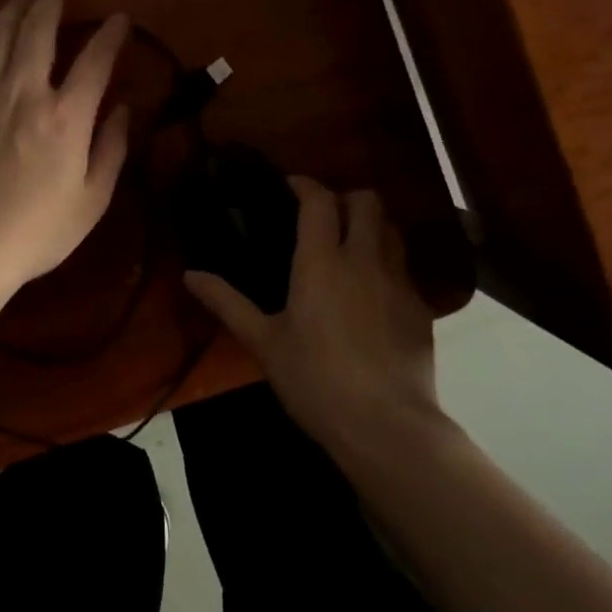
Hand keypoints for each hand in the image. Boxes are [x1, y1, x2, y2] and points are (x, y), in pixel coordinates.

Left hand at [0, 0, 130, 289]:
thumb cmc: (38, 230)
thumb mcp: (93, 199)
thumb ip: (112, 149)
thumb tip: (124, 110)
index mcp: (66, 116)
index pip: (95, 60)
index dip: (111, 35)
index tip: (119, 19)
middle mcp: (25, 92)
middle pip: (39, 29)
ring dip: (14, 7)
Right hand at [185, 178, 443, 448]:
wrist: (386, 426)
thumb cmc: (315, 381)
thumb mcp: (264, 343)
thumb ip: (227, 303)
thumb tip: (190, 275)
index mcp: (321, 262)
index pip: (319, 201)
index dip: (306, 185)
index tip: (291, 186)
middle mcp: (364, 259)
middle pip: (367, 202)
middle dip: (346, 198)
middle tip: (325, 217)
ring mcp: (398, 282)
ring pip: (393, 230)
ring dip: (372, 227)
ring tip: (352, 248)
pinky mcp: (421, 308)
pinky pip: (405, 269)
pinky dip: (388, 266)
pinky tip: (374, 295)